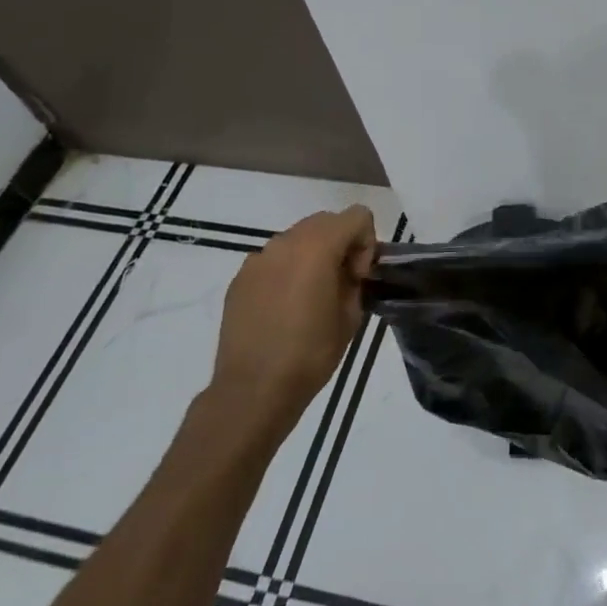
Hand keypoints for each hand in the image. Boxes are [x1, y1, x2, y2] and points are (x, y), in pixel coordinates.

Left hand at [209, 206, 378, 440]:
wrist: (253, 389)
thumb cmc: (310, 354)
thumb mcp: (350, 316)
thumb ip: (353, 281)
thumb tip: (347, 272)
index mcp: (317, 247)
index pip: (357, 216)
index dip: (366, 243)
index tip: (358, 277)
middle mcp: (285, 242)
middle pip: (326, 221)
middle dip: (341, 243)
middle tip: (341, 283)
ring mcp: (258, 259)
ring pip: (297, 238)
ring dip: (313, 255)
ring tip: (311, 296)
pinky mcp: (240, 278)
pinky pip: (273, 260)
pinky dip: (287, 271)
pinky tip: (285, 308)